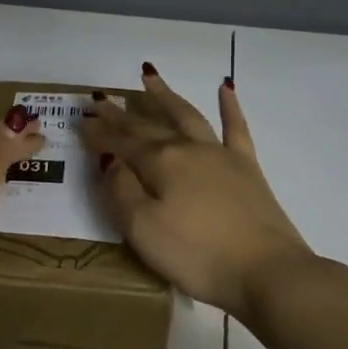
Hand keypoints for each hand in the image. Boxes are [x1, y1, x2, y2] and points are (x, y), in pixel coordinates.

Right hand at [81, 69, 314, 317]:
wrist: (267, 272)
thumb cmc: (196, 255)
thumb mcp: (142, 229)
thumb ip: (121, 191)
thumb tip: (111, 160)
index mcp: (159, 163)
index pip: (120, 142)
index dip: (98, 132)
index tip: (80, 121)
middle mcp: (187, 149)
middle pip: (147, 126)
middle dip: (121, 114)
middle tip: (100, 100)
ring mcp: (220, 155)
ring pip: (187, 115)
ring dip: (166, 96)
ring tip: (148, 76)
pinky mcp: (248, 168)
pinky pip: (236, 128)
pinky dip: (229, 106)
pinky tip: (225, 87)